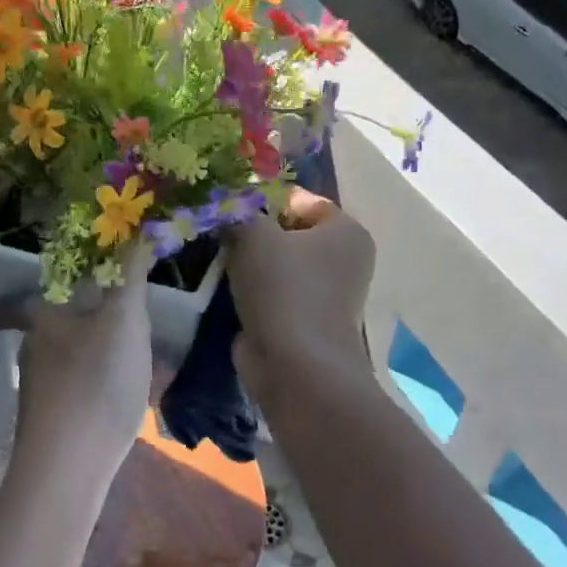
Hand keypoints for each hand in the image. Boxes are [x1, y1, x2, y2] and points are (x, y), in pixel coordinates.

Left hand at [0, 249, 154, 481]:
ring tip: (121, 359)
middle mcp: (35, 352)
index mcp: (46, 321)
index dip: (18, 297)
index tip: (20, 297)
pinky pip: (76, 390)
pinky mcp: (52, 422)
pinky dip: (94, 384)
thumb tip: (136, 231)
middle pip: (51, 328)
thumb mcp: (124, 321)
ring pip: (65, 360)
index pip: (23, 300)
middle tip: (104, 318)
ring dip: (88, 353)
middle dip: (73, 321)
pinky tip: (119, 398)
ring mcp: (41, 391)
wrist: (68, 468)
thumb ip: (130, 277)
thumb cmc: (96, 382)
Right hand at [226, 188, 374, 398]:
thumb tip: (226, 209)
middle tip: (220, 234)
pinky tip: (228, 289)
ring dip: (250, 263)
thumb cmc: (283, 289)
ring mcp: (326, 293)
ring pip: (278, 263)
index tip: (230, 210)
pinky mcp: (305, 320)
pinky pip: (274, 292)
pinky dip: (253, 290)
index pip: (300, 199)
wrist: (296, 367)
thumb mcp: (254, 234)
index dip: (263, 199)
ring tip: (221, 261)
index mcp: (346, 230)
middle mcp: (344, 259)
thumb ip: (238, 212)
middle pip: (289, 231)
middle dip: (254, 232)